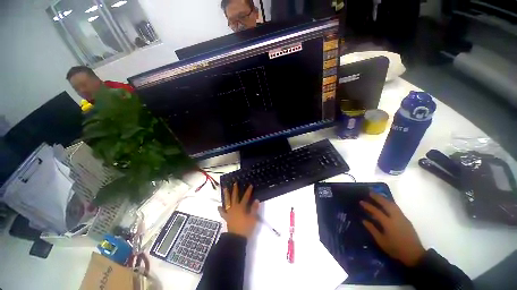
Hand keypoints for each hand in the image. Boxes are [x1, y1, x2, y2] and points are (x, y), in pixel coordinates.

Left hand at [218, 183, 259, 238]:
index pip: (246, 197)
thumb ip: (254, 209)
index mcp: (241, 207)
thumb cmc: (245, 228)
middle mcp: (235, 208)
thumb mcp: (252, 218)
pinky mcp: (227, 218)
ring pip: (227, 202)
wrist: (236, 238)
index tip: (250, 185)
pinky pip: (222, 212)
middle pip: (235, 197)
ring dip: (226, 195)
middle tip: (234, 183)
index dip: (248, 191)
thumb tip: (256, 200)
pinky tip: (218, 206)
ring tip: (225, 189)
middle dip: (235, 190)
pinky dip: (220, 209)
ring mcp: (229, 212)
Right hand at [360, 194, 425, 266]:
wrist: (415, 254)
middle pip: (386, 204)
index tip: (361, 201)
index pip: (376, 211)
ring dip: (384, 198)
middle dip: (377, 197)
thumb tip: (364, 220)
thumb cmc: (396, 249)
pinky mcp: (406, 219)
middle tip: (370, 192)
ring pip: (393, 204)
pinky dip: (390, 203)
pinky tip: (387, 203)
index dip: (368, 206)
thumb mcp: (381, 241)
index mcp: (388, 223)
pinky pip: (396, 208)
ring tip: (377, 195)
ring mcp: (402, 218)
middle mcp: (396, 218)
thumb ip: (372, 229)